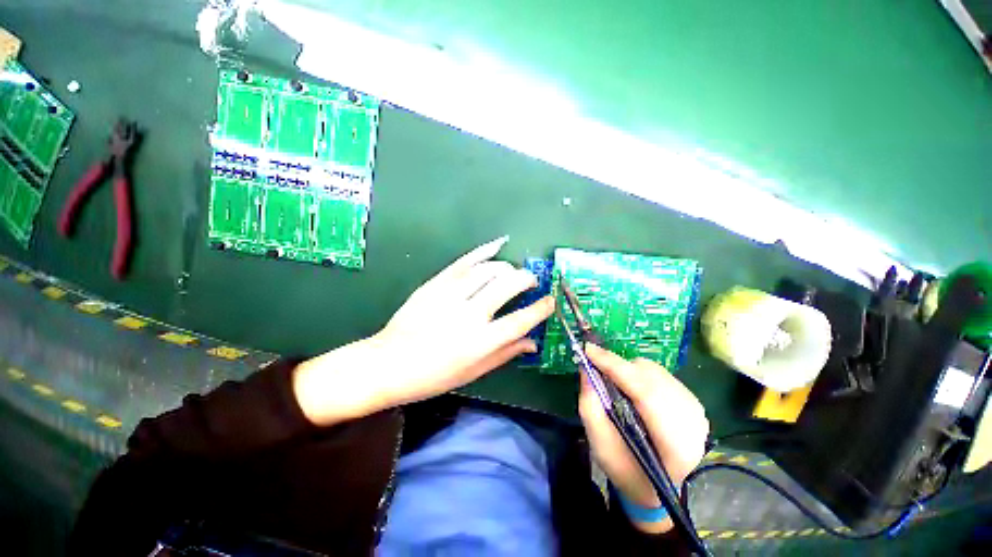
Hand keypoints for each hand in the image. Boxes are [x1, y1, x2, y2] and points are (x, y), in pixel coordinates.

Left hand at [293, 237, 554, 425]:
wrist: (388, 363)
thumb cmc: (432, 376)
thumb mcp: (473, 373)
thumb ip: (504, 354)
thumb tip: (532, 343)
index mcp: (480, 343)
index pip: (521, 320)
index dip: (541, 308)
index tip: (551, 300)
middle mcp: (469, 315)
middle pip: (508, 286)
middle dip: (526, 279)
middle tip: (531, 280)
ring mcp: (450, 296)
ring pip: (488, 270)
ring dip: (507, 267)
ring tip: (511, 272)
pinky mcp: (435, 284)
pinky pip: (464, 261)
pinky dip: (484, 250)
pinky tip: (498, 244)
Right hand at [579, 345, 708, 533]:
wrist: (661, 487)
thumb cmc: (628, 471)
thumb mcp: (600, 445)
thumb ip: (590, 406)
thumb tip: (586, 368)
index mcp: (674, 443)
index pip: (644, 392)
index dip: (614, 366)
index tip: (589, 349)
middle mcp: (692, 422)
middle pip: (649, 376)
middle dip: (619, 366)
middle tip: (597, 367)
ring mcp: (696, 409)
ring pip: (655, 371)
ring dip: (628, 370)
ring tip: (614, 382)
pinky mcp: (693, 401)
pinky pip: (660, 374)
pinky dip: (640, 373)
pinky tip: (632, 388)